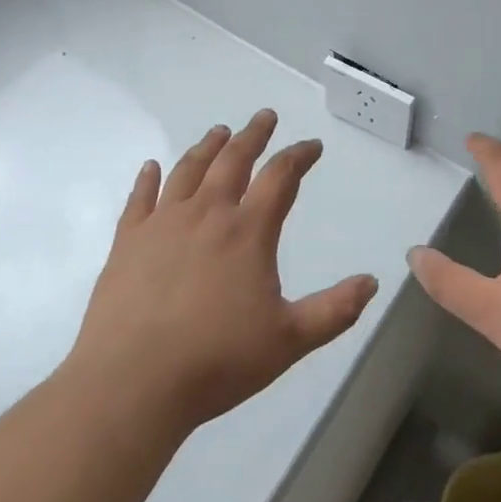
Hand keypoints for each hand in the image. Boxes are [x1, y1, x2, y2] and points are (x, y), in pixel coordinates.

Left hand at [64, 109, 379, 431]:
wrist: (130, 385)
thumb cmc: (216, 361)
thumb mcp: (289, 341)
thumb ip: (334, 309)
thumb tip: (372, 281)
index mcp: (248, 230)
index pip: (281, 176)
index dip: (300, 155)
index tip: (313, 146)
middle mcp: (207, 213)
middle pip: (233, 159)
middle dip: (253, 135)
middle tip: (265, 116)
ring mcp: (163, 224)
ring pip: (189, 170)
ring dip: (208, 147)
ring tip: (219, 132)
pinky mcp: (128, 242)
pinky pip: (140, 199)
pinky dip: (148, 179)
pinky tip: (151, 167)